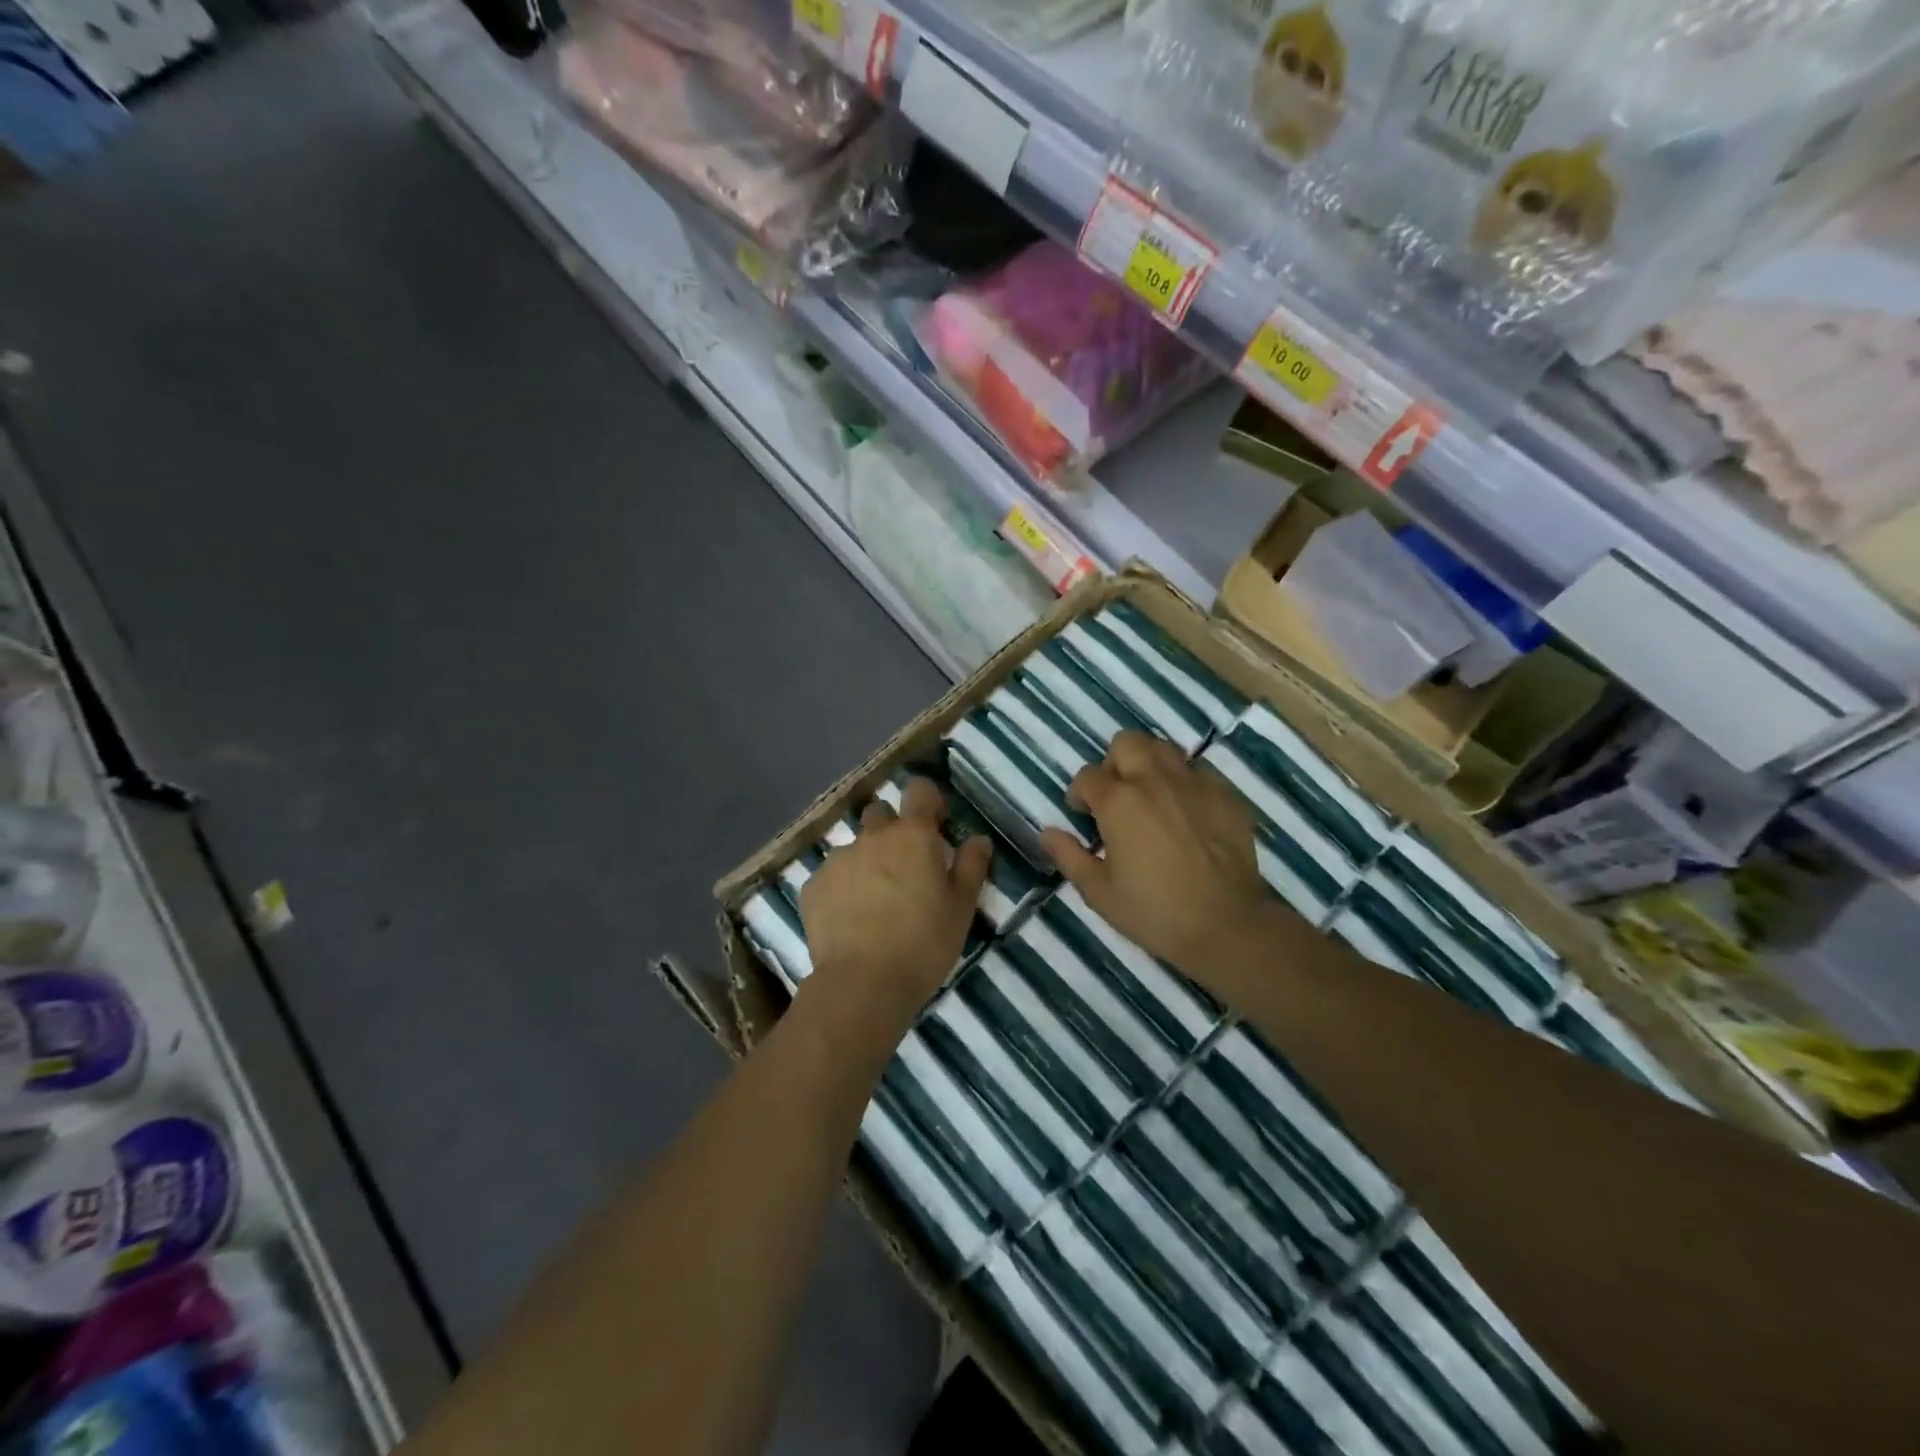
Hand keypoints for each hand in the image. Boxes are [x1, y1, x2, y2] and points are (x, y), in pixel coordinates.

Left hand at [799, 777, 990, 1023]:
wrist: (863, 984)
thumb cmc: (924, 943)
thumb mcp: (961, 908)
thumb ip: (971, 866)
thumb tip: (977, 839)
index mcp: (913, 836)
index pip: (920, 790)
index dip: (928, 802)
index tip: (935, 825)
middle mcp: (873, 837)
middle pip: (880, 813)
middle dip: (891, 830)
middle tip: (904, 867)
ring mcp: (838, 860)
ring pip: (854, 848)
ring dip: (866, 863)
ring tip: (874, 902)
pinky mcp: (813, 886)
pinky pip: (831, 876)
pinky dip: (842, 889)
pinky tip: (850, 920)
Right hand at [1039, 731, 1272, 979]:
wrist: (1227, 926)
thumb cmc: (1154, 912)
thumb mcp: (1099, 892)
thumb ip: (1069, 856)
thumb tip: (1048, 832)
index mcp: (1118, 801)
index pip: (1088, 776)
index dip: (1079, 794)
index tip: (1083, 815)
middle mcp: (1154, 780)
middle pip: (1127, 742)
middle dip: (1114, 763)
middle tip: (1117, 797)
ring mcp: (1195, 783)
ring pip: (1165, 749)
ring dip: (1150, 765)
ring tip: (1150, 798)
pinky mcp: (1226, 795)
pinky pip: (1199, 772)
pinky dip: (1185, 784)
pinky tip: (1187, 814)